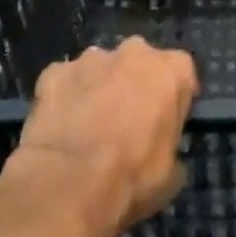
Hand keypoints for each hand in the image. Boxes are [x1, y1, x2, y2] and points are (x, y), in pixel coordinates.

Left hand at [16, 37, 197, 235]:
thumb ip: (169, 144)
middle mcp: (134, 53)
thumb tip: (158, 148)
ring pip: (100, 68)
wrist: (69, 183)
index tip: (166, 118)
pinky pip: (64, 81)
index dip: (173, 95)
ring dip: (98, 87)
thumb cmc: (132, 177)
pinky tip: (60, 126)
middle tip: (126, 119)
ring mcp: (91, 59)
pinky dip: (64, 97)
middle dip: (134, 83)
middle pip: (139, 61)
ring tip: (88, 125)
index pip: (181, 71)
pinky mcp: (54, 72)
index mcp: (171, 70)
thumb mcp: (171, 172)